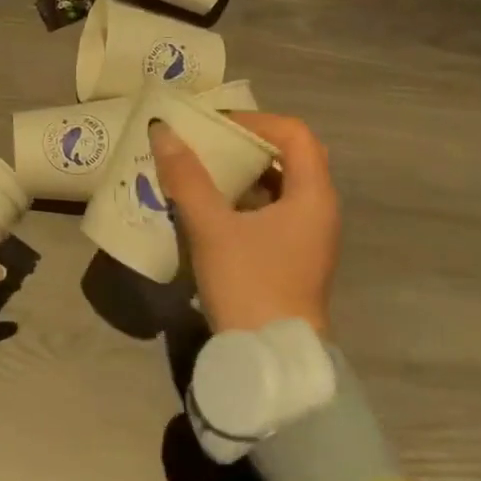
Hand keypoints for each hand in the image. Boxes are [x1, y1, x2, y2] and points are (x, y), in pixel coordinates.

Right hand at [149, 112, 338, 336]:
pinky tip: (206, 207)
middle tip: (204, 143)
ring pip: (277, 186)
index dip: (254, 121)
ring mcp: (306, 237)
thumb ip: (187, 177)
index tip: (214, 126)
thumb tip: (163, 129)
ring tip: (198, 170)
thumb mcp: (212, 227)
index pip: (293, 134)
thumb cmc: (249, 284)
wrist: (270, 360)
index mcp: (312, 196)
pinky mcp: (290, 257)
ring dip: (240, 173)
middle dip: (245, 145)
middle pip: (288, 157)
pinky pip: (269, 212)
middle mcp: (317, 210)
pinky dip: (241, 200)